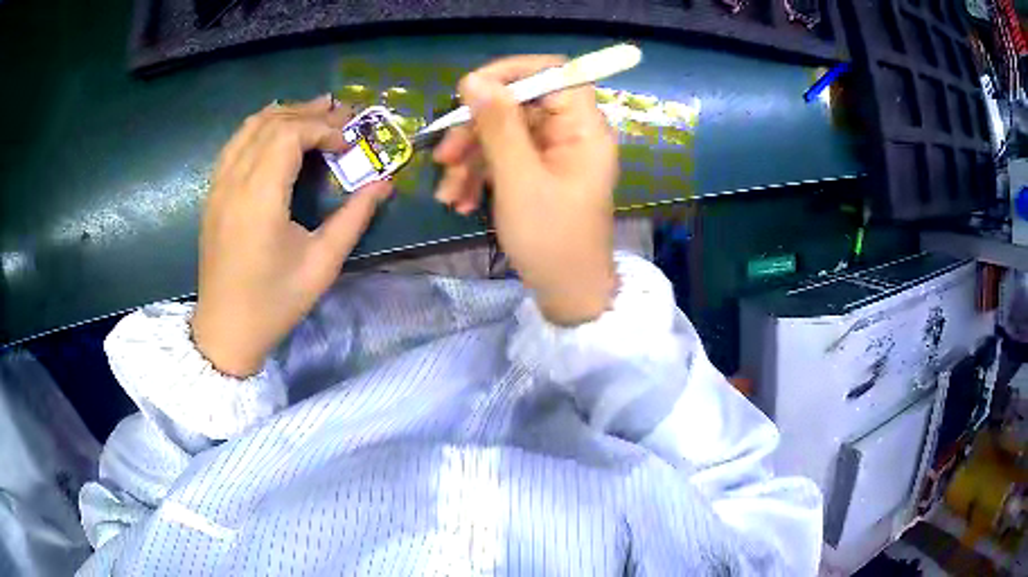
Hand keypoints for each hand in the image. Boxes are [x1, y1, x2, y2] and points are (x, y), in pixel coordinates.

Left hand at [192, 96, 392, 376]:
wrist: (225, 330)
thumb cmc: (274, 303)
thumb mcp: (322, 265)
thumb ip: (354, 218)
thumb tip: (385, 184)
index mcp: (259, 199)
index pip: (289, 135)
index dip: (323, 128)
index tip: (349, 143)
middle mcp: (234, 182)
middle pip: (271, 124)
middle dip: (309, 113)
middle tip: (342, 114)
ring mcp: (218, 186)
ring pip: (249, 127)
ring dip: (284, 113)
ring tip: (315, 112)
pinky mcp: (213, 193)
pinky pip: (235, 143)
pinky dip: (260, 126)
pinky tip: (277, 128)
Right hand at [433, 56, 618, 324]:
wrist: (567, 295)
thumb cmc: (551, 240)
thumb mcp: (519, 180)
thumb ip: (498, 126)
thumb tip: (474, 80)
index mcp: (584, 128)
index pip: (554, 72)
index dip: (511, 72)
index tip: (469, 89)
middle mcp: (572, 133)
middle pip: (520, 105)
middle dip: (476, 129)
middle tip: (444, 156)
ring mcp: (555, 154)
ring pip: (505, 133)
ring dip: (471, 158)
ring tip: (448, 193)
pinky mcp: (540, 173)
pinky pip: (506, 158)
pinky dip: (480, 175)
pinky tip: (460, 202)